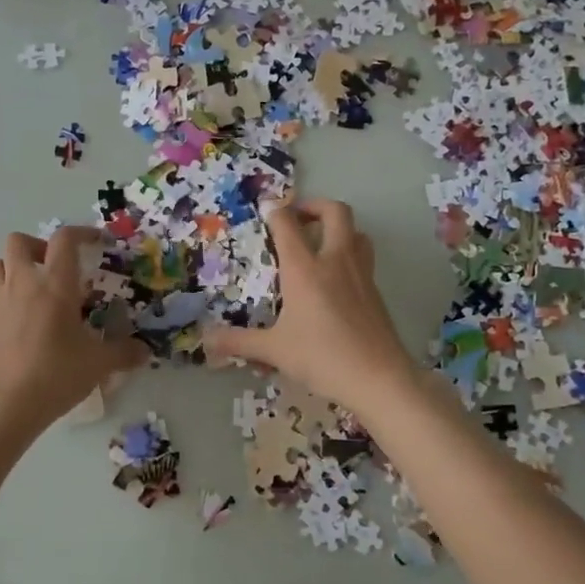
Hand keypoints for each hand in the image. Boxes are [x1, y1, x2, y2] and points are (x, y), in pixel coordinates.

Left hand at [0, 227, 148, 430]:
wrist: (7, 403)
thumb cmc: (57, 373)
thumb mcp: (99, 364)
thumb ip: (123, 352)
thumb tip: (143, 351)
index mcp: (55, 285)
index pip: (64, 239)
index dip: (81, 233)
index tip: (95, 242)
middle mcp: (23, 283)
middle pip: (19, 241)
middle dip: (38, 246)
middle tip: (56, 268)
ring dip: (15, 267)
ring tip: (34, 290)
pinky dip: (6, 294)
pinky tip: (23, 319)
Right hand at [202, 199, 419, 418]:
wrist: (378, 378)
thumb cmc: (322, 357)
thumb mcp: (273, 350)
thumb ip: (238, 341)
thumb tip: (206, 340)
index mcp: (305, 269)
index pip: (287, 224)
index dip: (275, 212)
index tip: (265, 212)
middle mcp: (335, 261)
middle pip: (334, 211)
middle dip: (314, 206)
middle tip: (297, 218)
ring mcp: (361, 274)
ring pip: (356, 231)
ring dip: (338, 228)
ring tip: (319, 244)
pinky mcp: (375, 291)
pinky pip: (363, 257)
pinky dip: (348, 254)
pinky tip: (335, 280)